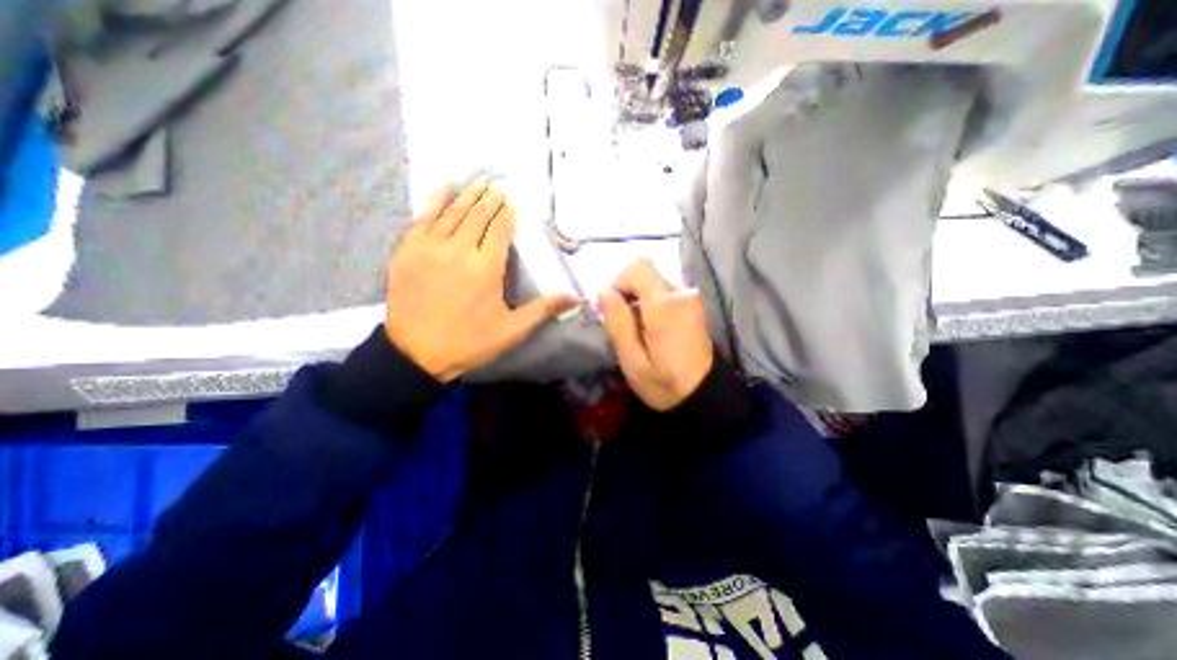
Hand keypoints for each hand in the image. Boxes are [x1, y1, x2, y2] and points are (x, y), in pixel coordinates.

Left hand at [387, 178, 577, 381]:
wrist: (416, 354)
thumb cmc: (469, 342)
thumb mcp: (512, 330)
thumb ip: (543, 309)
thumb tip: (576, 297)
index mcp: (486, 268)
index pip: (499, 229)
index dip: (507, 214)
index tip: (512, 202)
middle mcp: (459, 250)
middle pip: (477, 216)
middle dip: (490, 200)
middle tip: (497, 187)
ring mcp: (430, 247)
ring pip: (452, 213)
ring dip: (468, 196)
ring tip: (479, 181)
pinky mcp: (407, 251)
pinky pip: (423, 219)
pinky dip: (434, 202)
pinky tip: (443, 188)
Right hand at [602, 258, 710, 409]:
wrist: (703, 394)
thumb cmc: (663, 382)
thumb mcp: (632, 359)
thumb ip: (618, 321)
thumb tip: (604, 291)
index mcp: (664, 305)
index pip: (637, 267)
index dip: (619, 281)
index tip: (613, 307)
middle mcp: (681, 293)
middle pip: (645, 273)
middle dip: (627, 292)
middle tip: (623, 322)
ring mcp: (690, 298)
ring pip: (654, 282)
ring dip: (638, 298)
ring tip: (637, 328)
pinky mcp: (693, 304)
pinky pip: (665, 291)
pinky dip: (651, 302)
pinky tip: (651, 327)